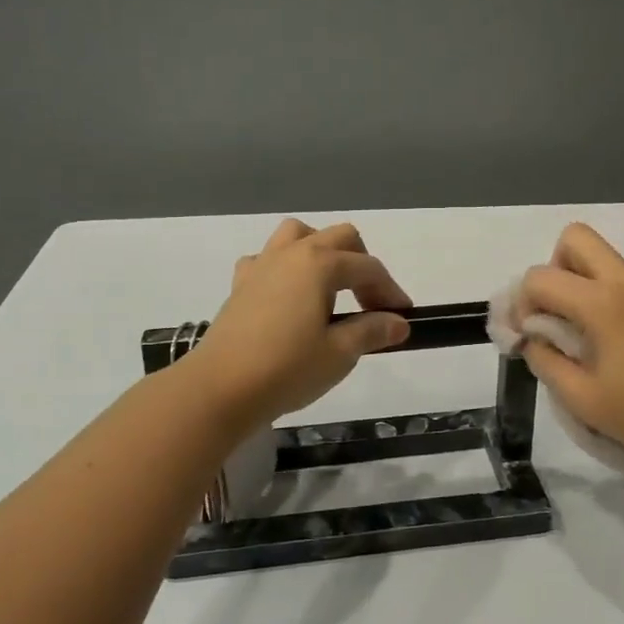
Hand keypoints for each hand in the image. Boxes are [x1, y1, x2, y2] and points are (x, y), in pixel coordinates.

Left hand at [194, 219, 413, 424]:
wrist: (220, 388)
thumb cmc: (286, 369)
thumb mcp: (339, 353)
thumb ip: (372, 331)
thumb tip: (399, 323)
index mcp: (320, 264)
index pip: (368, 268)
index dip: (390, 291)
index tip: (403, 317)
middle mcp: (292, 254)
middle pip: (339, 238)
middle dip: (362, 264)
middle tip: (370, 303)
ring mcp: (262, 265)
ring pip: (298, 235)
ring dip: (322, 251)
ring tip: (331, 286)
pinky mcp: (241, 285)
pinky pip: (268, 259)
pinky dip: (285, 268)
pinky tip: (289, 296)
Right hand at [516, 223, 623, 482]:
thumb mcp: (579, 397)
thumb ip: (544, 358)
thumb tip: (531, 337)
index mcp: (603, 304)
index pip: (540, 277)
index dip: (521, 303)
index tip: (525, 335)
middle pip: (575, 239)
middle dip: (552, 270)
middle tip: (554, 314)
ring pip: (602, 258)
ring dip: (579, 282)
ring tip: (580, 332)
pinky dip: (604, 294)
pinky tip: (610, 341)